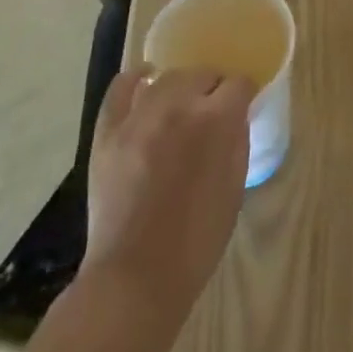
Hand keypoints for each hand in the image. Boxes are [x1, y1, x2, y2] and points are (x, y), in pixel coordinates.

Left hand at [80, 65, 254, 324]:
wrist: (136, 277)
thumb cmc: (197, 239)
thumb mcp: (235, 186)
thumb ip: (237, 140)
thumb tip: (236, 116)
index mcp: (216, 120)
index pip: (239, 83)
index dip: (244, 94)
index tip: (244, 106)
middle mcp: (178, 106)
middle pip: (203, 74)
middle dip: (214, 88)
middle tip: (214, 112)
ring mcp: (138, 117)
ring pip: (167, 78)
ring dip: (182, 87)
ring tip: (184, 103)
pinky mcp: (108, 132)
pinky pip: (120, 89)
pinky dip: (135, 79)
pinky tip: (145, 78)